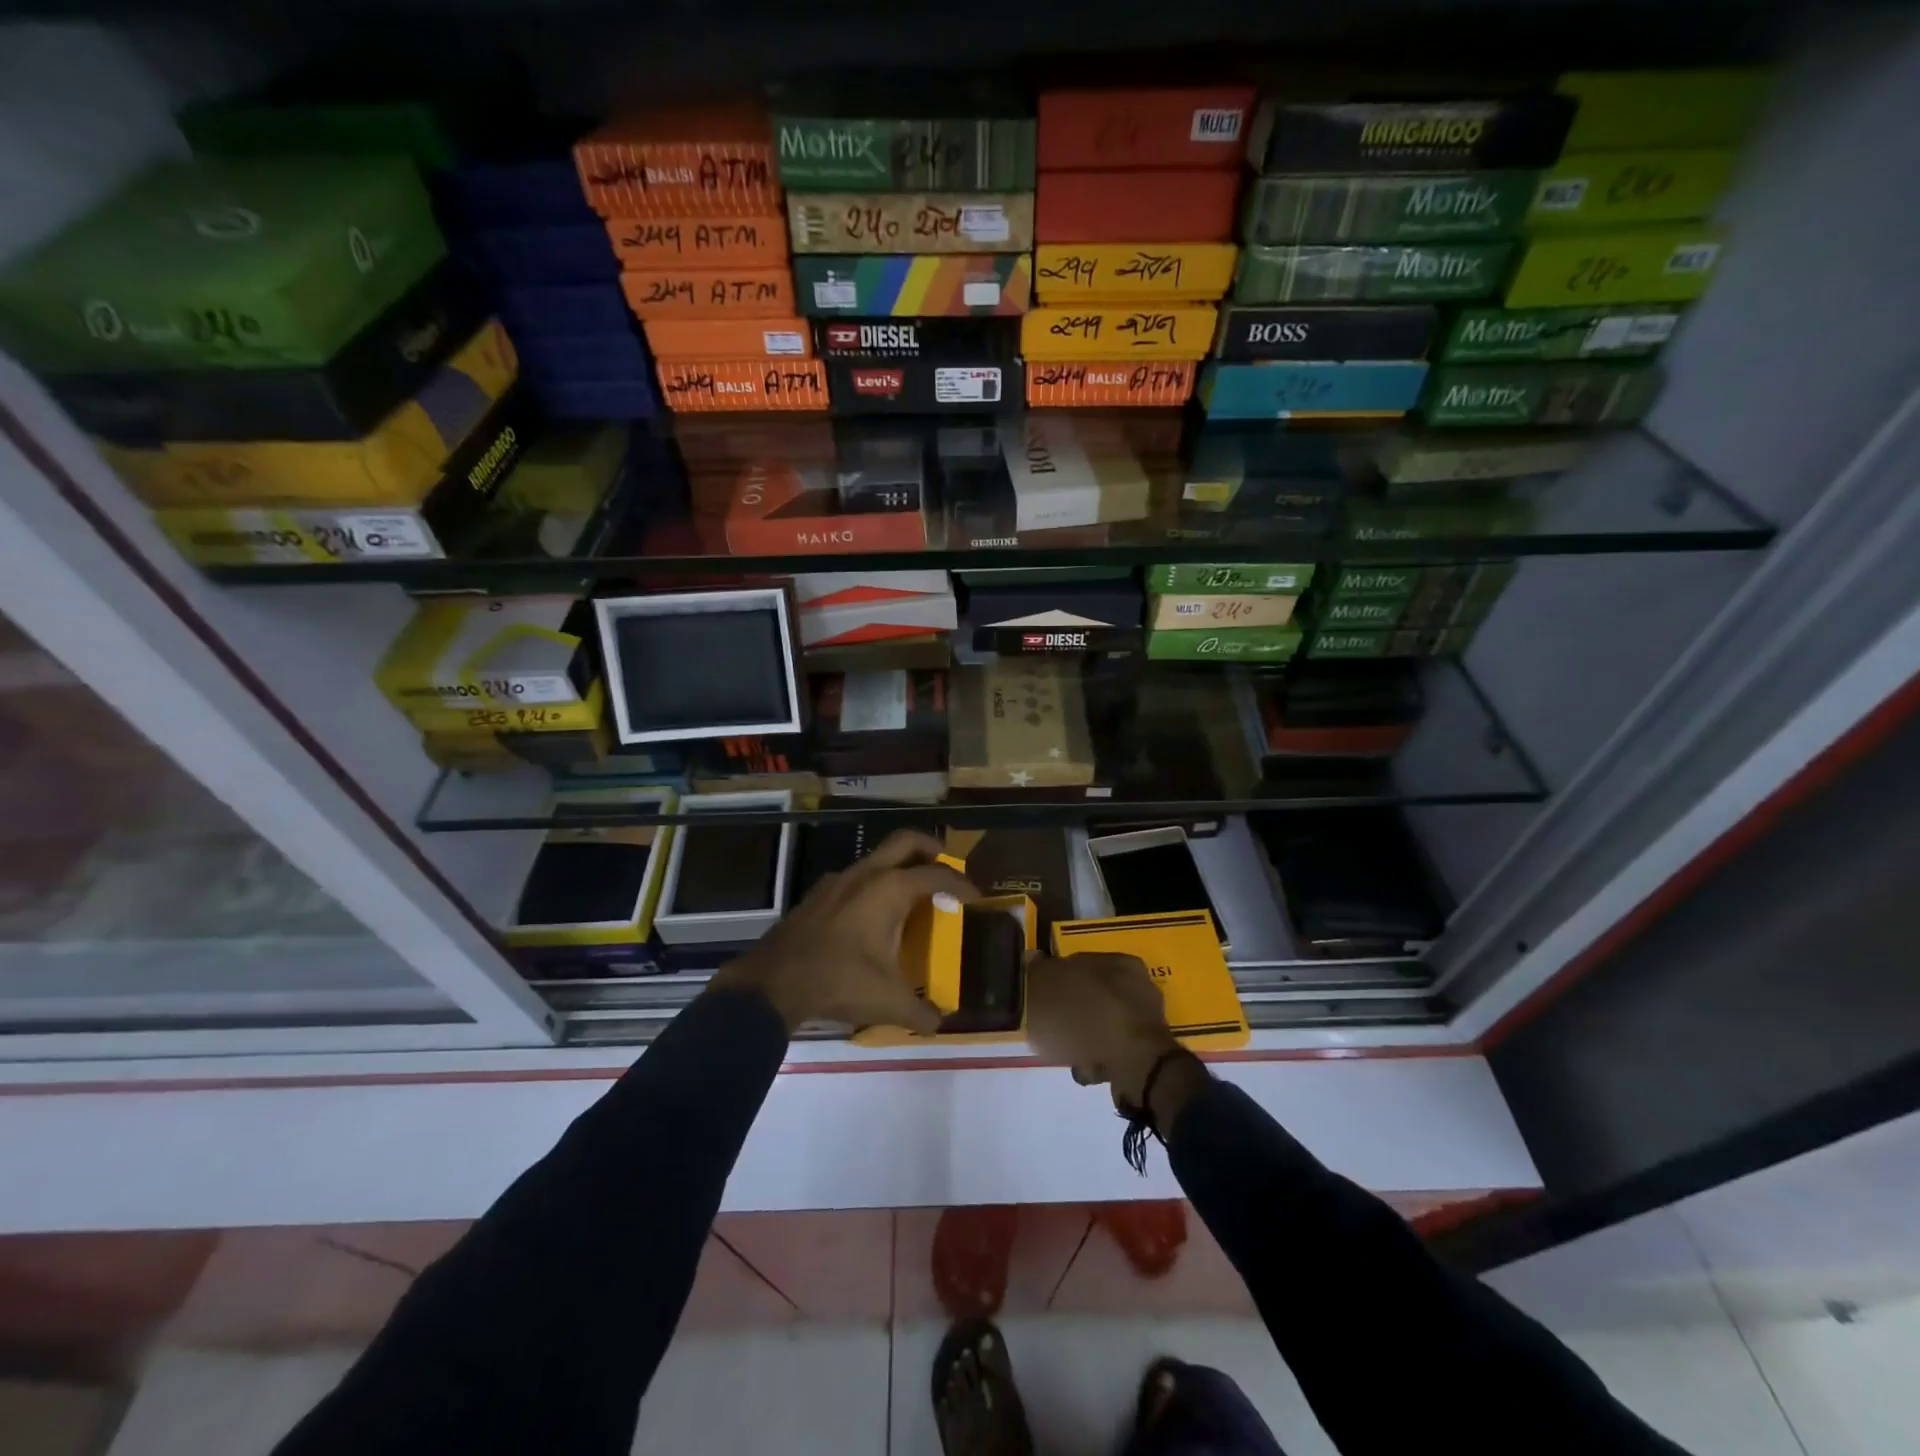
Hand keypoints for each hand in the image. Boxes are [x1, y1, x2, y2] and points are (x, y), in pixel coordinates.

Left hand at [709, 830, 975, 1034]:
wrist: (773, 982)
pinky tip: (872, 915)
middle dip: (931, 848)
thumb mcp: (888, 1002)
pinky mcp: (818, 894)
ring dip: (898, 866)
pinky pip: (855, 877)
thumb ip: (921, 1012)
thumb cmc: (839, 982)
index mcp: (890, 889)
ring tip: (911, 894)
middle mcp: (866, 874)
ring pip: (877, 858)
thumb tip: (940, 1023)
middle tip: (946, 865)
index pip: (937, 875)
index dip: (962, 884)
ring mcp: (837, 880)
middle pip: (906, 841)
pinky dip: (873, 884)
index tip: (977, 898)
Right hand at [1026, 954, 1206, 1129]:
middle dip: (1069, 1013)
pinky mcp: (1147, 1053)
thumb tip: (1031, 958)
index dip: (1055, 977)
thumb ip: (1040, 972)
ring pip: (1100, 1025)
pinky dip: (1097, 1059)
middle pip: (1090, 996)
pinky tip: (1086, 1067)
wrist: (1137, 1067)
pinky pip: (1111, 1051)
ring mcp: (1144, 1022)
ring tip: (1068, 1052)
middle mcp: (1138, 987)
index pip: (1079, 961)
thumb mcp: (1054, 988)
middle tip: (1051, 1026)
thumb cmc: (1093, 1018)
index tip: (1040, 996)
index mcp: (1120, 963)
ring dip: (1081, 1039)